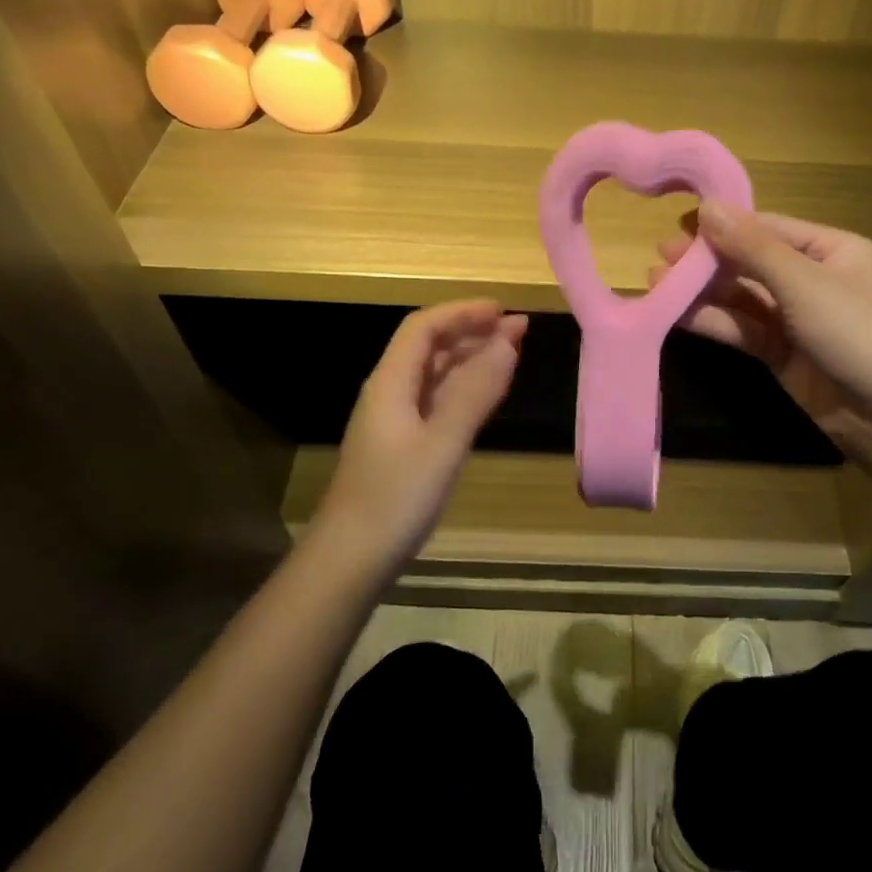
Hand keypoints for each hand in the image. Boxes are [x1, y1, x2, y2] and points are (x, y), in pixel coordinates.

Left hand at [313, 299, 527, 570]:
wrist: (351, 560)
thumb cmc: (395, 499)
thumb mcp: (442, 443)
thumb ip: (475, 392)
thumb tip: (508, 341)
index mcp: (391, 383)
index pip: (424, 327)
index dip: (463, 313)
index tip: (504, 311)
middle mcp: (391, 393)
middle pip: (430, 347)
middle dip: (473, 331)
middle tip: (520, 329)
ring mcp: (397, 421)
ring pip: (436, 375)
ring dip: (471, 359)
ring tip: (512, 353)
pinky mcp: (405, 446)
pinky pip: (438, 402)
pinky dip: (465, 389)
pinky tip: (487, 394)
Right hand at [650, 204, 871, 471]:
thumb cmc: (858, 332)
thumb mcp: (805, 283)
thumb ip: (752, 247)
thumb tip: (707, 206)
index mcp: (831, 249)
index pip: (769, 227)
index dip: (724, 224)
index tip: (678, 223)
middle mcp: (812, 278)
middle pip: (750, 261)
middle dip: (707, 259)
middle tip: (660, 256)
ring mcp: (795, 318)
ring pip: (741, 297)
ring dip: (702, 291)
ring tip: (656, 282)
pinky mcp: (781, 353)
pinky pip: (741, 328)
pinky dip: (712, 321)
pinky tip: (677, 314)